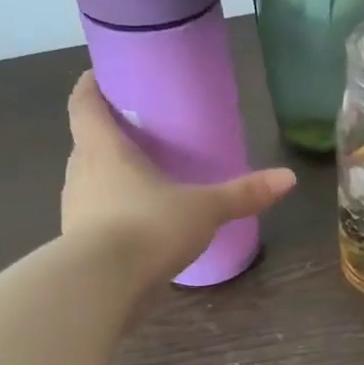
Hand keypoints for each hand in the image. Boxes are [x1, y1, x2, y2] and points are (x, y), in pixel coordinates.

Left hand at [62, 72, 295, 282]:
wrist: (102, 287)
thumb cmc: (148, 227)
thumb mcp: (204, 208)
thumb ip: (243, 193)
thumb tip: (288, 177)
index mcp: (103, 149)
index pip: (84, 105)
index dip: (91, 87)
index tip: (101, 76)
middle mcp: (81, 174)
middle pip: (87, 143)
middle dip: (108, 136)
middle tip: (139, 134)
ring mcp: (75, 212)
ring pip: (91, 183)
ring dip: (110, 178)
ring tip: (144, 180)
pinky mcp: (79, 247)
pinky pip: (97, 218)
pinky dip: (114, 215)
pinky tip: (140, 226)